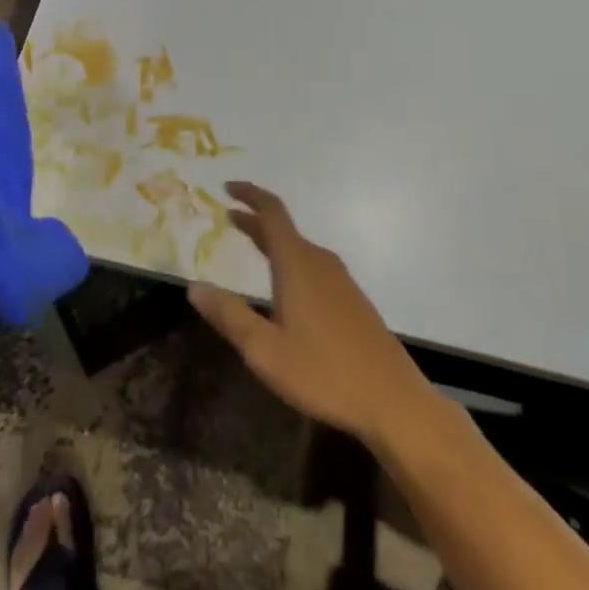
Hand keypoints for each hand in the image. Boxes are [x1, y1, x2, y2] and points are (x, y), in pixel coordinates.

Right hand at [189, 181, 430, 449]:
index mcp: (297, 263)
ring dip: (273, 241)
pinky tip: (287, 288)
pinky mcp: (352, 301)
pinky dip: (290, 261)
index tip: (227, 187)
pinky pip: (313, 266)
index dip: (249, 194)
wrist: (394, 402)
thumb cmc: (324, 373)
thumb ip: (229, 315)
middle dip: (255, 220)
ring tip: (252, 248)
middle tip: (229, 218)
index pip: (271, 212)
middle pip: (284, 229)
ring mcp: (340, 280)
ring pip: (299, 248)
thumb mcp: (265, 350)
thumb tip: (194, 286)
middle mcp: (319, 261)